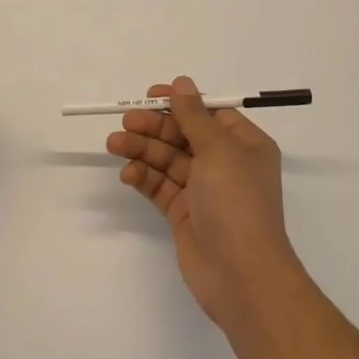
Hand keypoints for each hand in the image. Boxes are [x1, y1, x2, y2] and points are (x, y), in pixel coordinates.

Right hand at [107, 76, 301, 325]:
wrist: (241, 276)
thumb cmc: (236, 202)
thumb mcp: (218, 150)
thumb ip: (193, 115)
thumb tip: (181, 82)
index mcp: (244, 145)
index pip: (208, 113)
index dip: (179, 103)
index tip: (150, 96)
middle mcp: (225, 164)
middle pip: (183, 134)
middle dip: (154, 127)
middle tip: (126, 122)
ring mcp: (203, 190)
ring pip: (167, 159)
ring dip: (142, 149)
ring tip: (115, 144)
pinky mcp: (184, 213)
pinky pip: (160, 186)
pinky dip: (143, 176)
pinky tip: (128, 173)